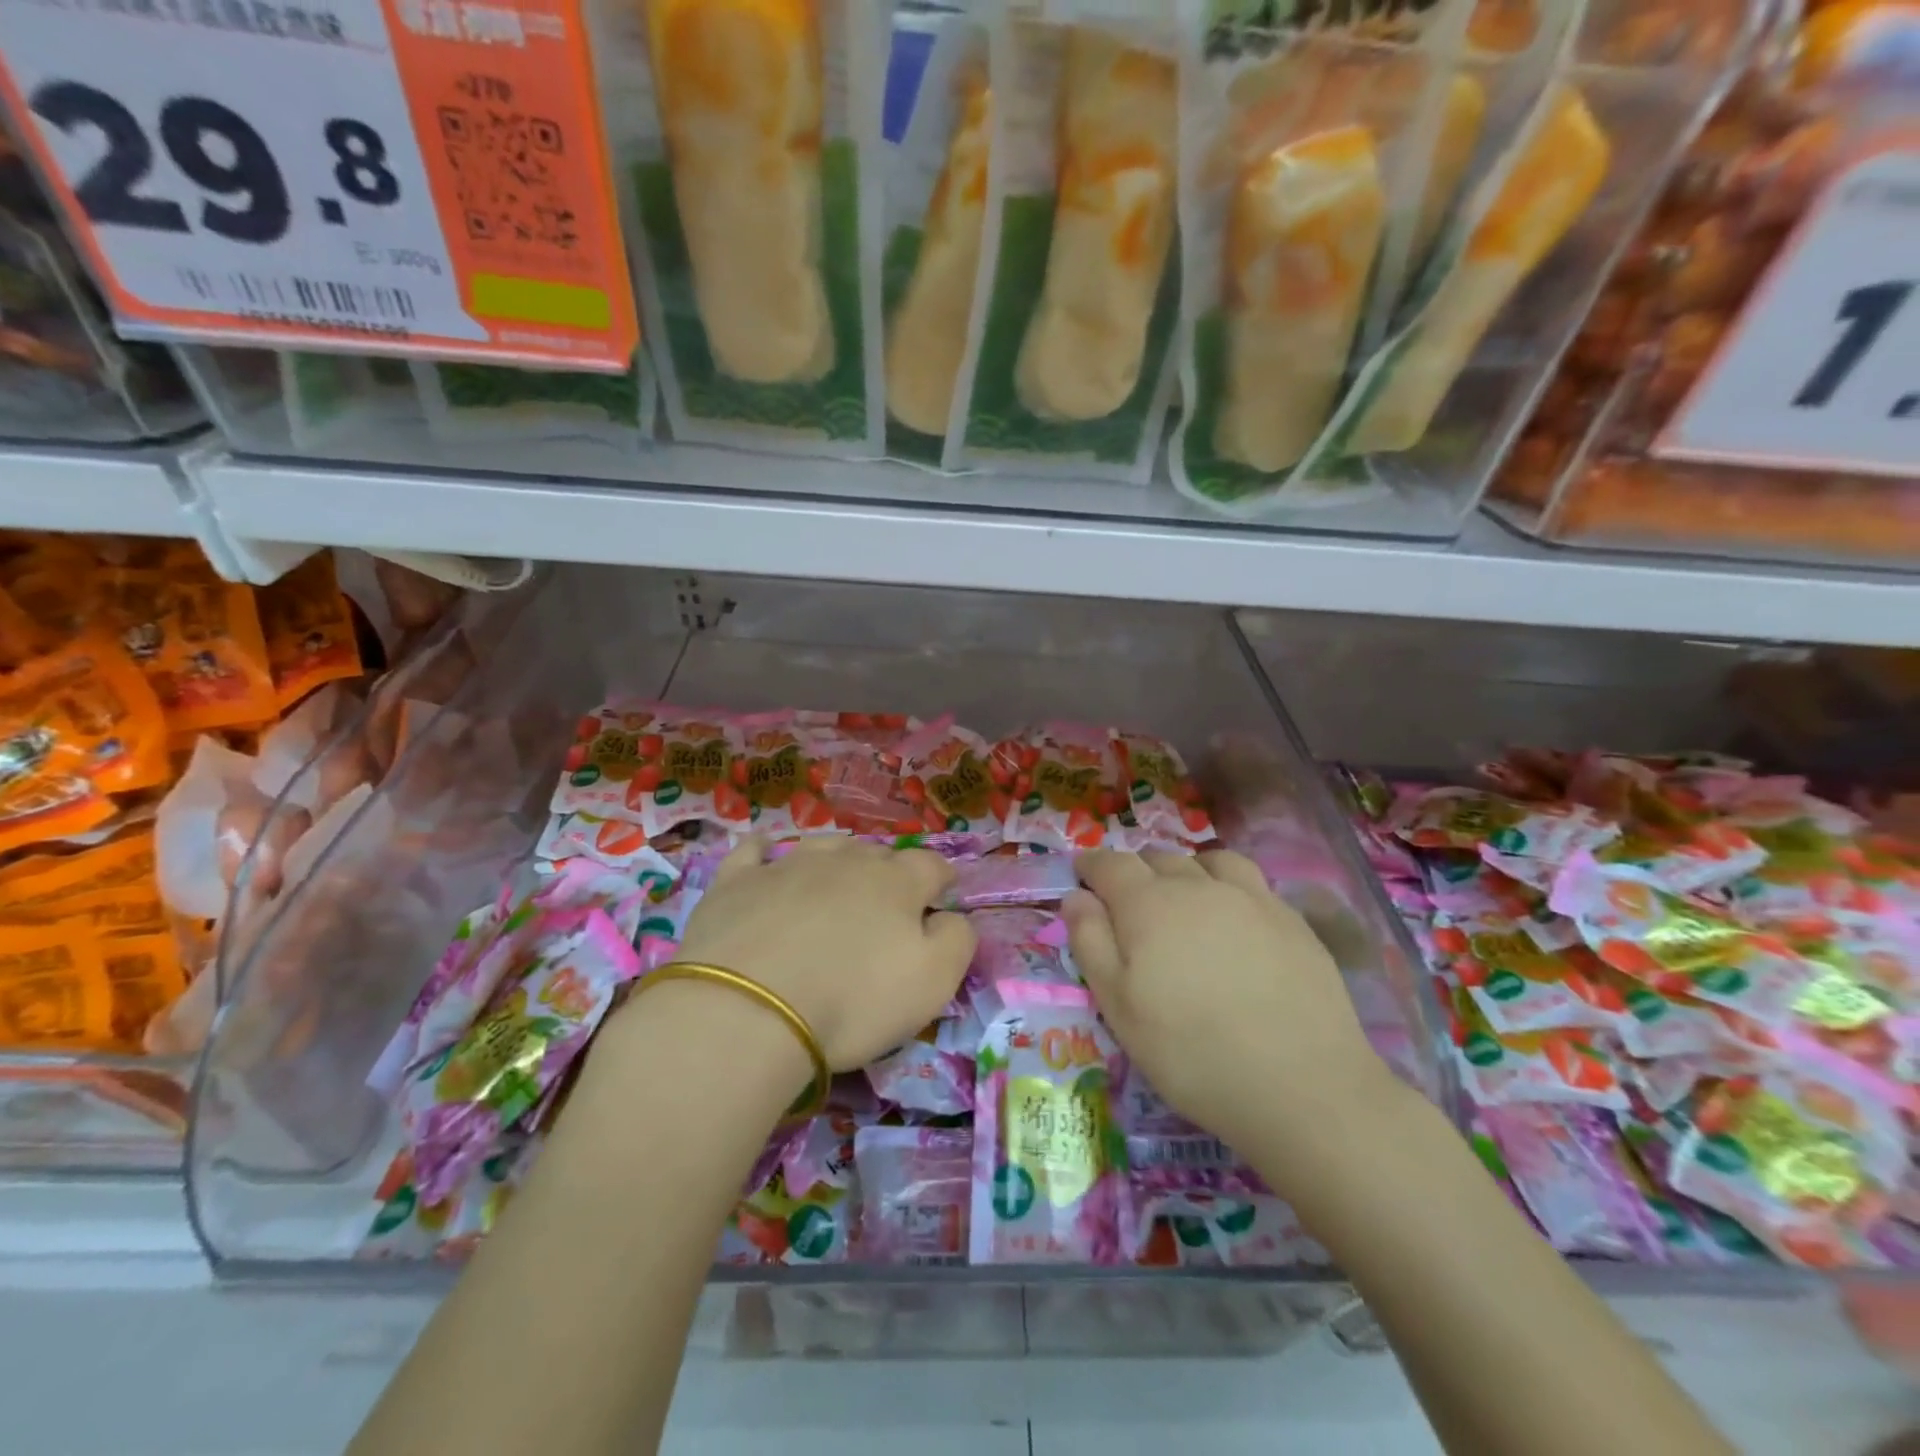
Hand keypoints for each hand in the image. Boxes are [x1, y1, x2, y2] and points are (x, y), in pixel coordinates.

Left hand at [671, 836, 976, 1069]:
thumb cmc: (852, 999)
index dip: (942, 879)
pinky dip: (764, 849)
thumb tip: (952, 917)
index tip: (942, 894)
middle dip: (888, 872)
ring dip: (837, 858)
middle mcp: (846, 861)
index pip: (931, 866)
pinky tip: (765, 850)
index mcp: (897, 882)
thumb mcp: (932, 981)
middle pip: (876, 854)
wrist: (748, 1009)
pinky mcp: (738, 882)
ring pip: (823, 846)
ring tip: (836, 879)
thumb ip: (956, 940)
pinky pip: (754, 851)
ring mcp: (788, 865)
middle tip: (886, 904)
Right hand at [1064, 849, 1397, 1154]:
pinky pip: (1247, 879)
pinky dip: (1226, 883)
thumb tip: (1075, 896)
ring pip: (1205, 861)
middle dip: (1135, 871)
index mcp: (1147, 904)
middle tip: (1128, 902)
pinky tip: (1232, 914)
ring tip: (1182, 896)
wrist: (1302, 1085)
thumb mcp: (1118, 1007)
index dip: (1090, 865)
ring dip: (1184, 869)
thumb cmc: (1191, 1052)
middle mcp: (1196, 886)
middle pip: (1157, 858)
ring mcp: (1248, 897)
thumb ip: (1090, 942)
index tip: (1081, 873)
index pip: (1109, 865)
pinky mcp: (1289, 917)